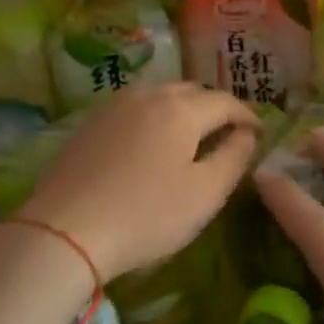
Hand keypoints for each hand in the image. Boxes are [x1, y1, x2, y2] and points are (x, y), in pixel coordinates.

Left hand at [22, 83, 260, 283]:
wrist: (65, 231)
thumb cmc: (146, 215)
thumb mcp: (205, 193)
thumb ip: (234, 158)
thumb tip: (247, 134)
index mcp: (181, 109)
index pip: (226, 102)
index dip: (247, 116)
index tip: (259, 134)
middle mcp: (148, 95)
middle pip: (192, 91)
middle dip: (215, 108)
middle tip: (227, 134)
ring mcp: (114, 106)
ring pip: (160, 96)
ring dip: (183, 109)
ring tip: (191, 136)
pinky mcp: (89, 123)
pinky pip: (134, 108)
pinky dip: (153, 117)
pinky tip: (150, 142)